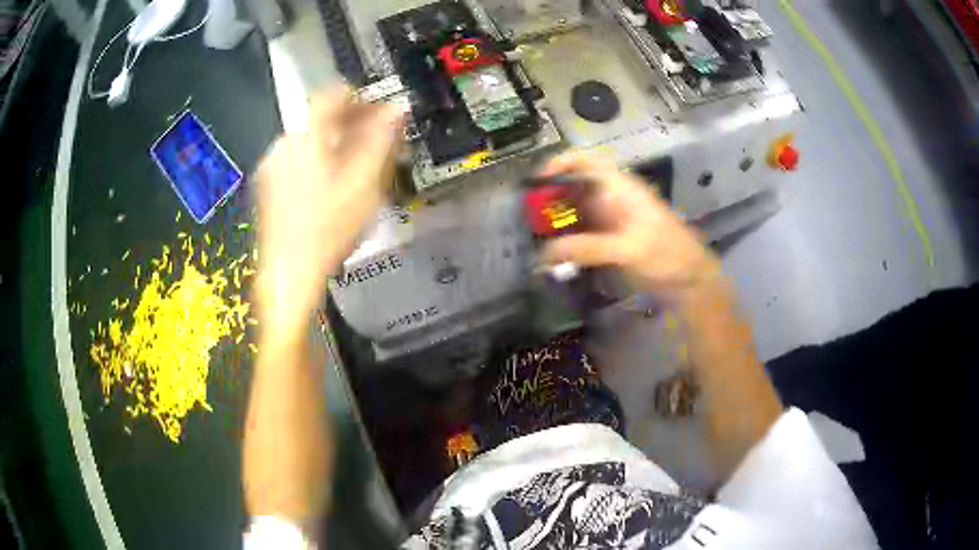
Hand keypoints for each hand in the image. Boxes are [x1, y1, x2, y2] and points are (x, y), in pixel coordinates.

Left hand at [255, 88, 402, 337]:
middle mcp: (284, 144)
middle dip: (350, 125)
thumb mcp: (364, 183)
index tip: (378, 111)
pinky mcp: (267, 188)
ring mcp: (272, 167)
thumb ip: (381, 139)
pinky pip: (297, 161)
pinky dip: (317, 162)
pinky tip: (331, 186)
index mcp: (305, 136)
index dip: (359, 97)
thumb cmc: (328, 229)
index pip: (331, 95)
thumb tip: (397, 108)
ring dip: (335, 144)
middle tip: (375, 141)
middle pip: (319, 119)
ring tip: (357, 166)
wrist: (288, 274)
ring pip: (309, 141)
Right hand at [539, 153, 720, 301]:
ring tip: (535, 238)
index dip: (561, 163)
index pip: (588, 161)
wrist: (692, 280)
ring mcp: (612, 220)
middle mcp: (613, 198)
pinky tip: (555, 254)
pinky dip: (567, 240)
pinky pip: (583, 233)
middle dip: (551, 198)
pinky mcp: (612, 240)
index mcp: (621, 188)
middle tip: (528, 219)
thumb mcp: (629, 249)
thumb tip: (544, 254)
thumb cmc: (667, 255)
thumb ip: (588, 249)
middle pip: (576, 186)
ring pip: (577, 211)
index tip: (537, 182)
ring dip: (557, 221)